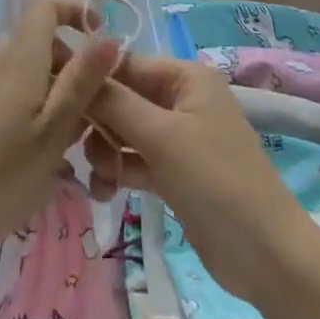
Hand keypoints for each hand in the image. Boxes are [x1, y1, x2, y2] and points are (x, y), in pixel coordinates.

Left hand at [0, 0, 121, 270]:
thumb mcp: (53, 132)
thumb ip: (82, 82)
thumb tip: (111, 37)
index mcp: (19, 57)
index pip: (46, 6)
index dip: (77, 12)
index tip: (102, 44)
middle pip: (40, 41)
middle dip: (72, 66)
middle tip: (92, 112)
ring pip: (26, 69)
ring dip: (53, 91)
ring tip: (67, 141)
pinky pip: (7, 89)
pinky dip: (30, 106)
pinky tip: (33, 153)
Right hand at [84, 52, 312, 303]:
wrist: (265, 255)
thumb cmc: (215, 180)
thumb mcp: (161, 136)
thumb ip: (114, 102)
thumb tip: (74, 65)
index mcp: (186, 77)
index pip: (125, 64)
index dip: (91, 79)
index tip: (54, 98)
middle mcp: (181, 99)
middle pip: (122, 98)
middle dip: (98, 123)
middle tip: (77, 148)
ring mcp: (178, 137)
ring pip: (124, 131)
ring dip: (106, 151)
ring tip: (102, 178)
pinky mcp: (174, 171)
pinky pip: (135, 159)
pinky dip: (119, 171)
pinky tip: (105, 192)